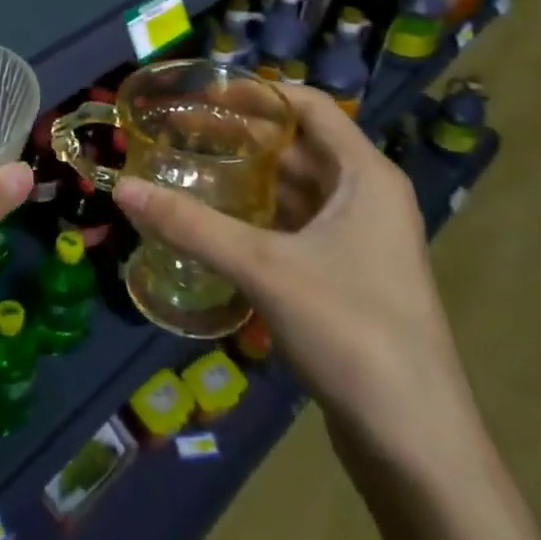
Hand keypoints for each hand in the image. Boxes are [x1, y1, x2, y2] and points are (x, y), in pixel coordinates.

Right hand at [112, 84, 477, 463]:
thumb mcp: (265, 268)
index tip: (203, 92)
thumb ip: (192, 225)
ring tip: (188, 168)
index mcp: (366, 175)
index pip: (308, 105)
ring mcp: (360, 240)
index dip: (257, 92)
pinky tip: (215, 222)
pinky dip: (258, 216)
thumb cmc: (352, 331)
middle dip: (242, 135)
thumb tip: (122, 188)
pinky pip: (296, 226)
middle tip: (181, 130)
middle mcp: (367, 197)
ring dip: (247, 177)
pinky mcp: (347, 277)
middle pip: (298, 145)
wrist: (418, 446)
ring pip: (295, 189)